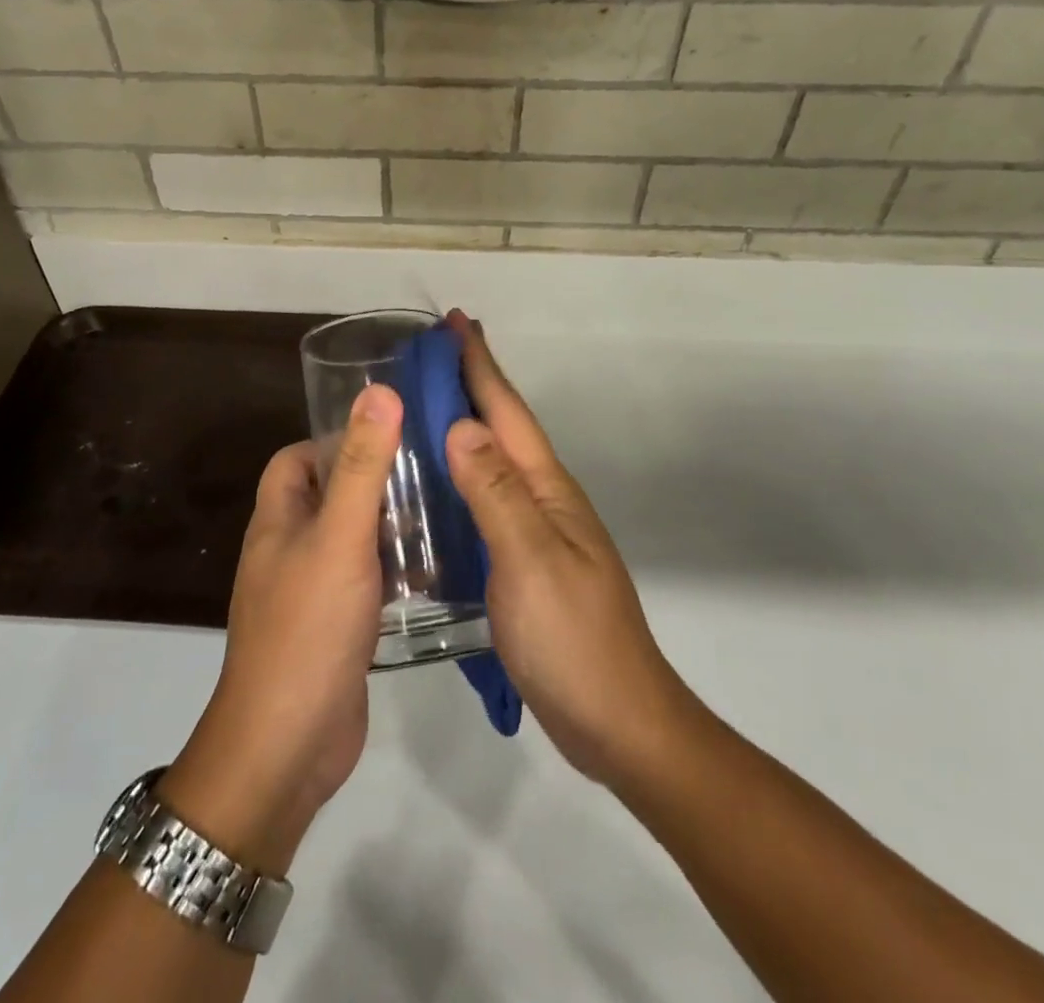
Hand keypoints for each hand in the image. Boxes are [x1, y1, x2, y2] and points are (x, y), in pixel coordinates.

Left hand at [158, 383, 400, 874]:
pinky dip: (392, 570)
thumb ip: (362, 465)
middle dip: (372, 479)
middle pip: (328, 496)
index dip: (333, 438)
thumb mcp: (341, 536)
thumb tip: (379, 390)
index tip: (387, 432)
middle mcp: (288, 550)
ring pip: (350, 540)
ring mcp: (310, 592)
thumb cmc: (308, 626)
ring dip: (387, 525)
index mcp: (278, 519)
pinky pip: (364, 581)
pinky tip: (435, 569)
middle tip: (430, 468)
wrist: (287, 745)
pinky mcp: (335, 628)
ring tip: (443, 508)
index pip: (296, 459)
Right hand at [442, 312, 695, 790]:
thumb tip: (462, 426)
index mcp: (546, 489)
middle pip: (502, 428)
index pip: (507, 412)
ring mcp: (536, 532)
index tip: (456, 322)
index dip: (480, 365)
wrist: (617, 721)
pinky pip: (485, 501)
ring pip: (493, 463)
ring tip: (425, 405)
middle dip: (472, 383)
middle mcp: (543, 499)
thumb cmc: (572, 639)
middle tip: (430, 353)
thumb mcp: (530, 561)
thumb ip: (496, 494)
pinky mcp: (523, 563)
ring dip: (464, 426)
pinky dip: (460, 477)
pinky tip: (436, 485)